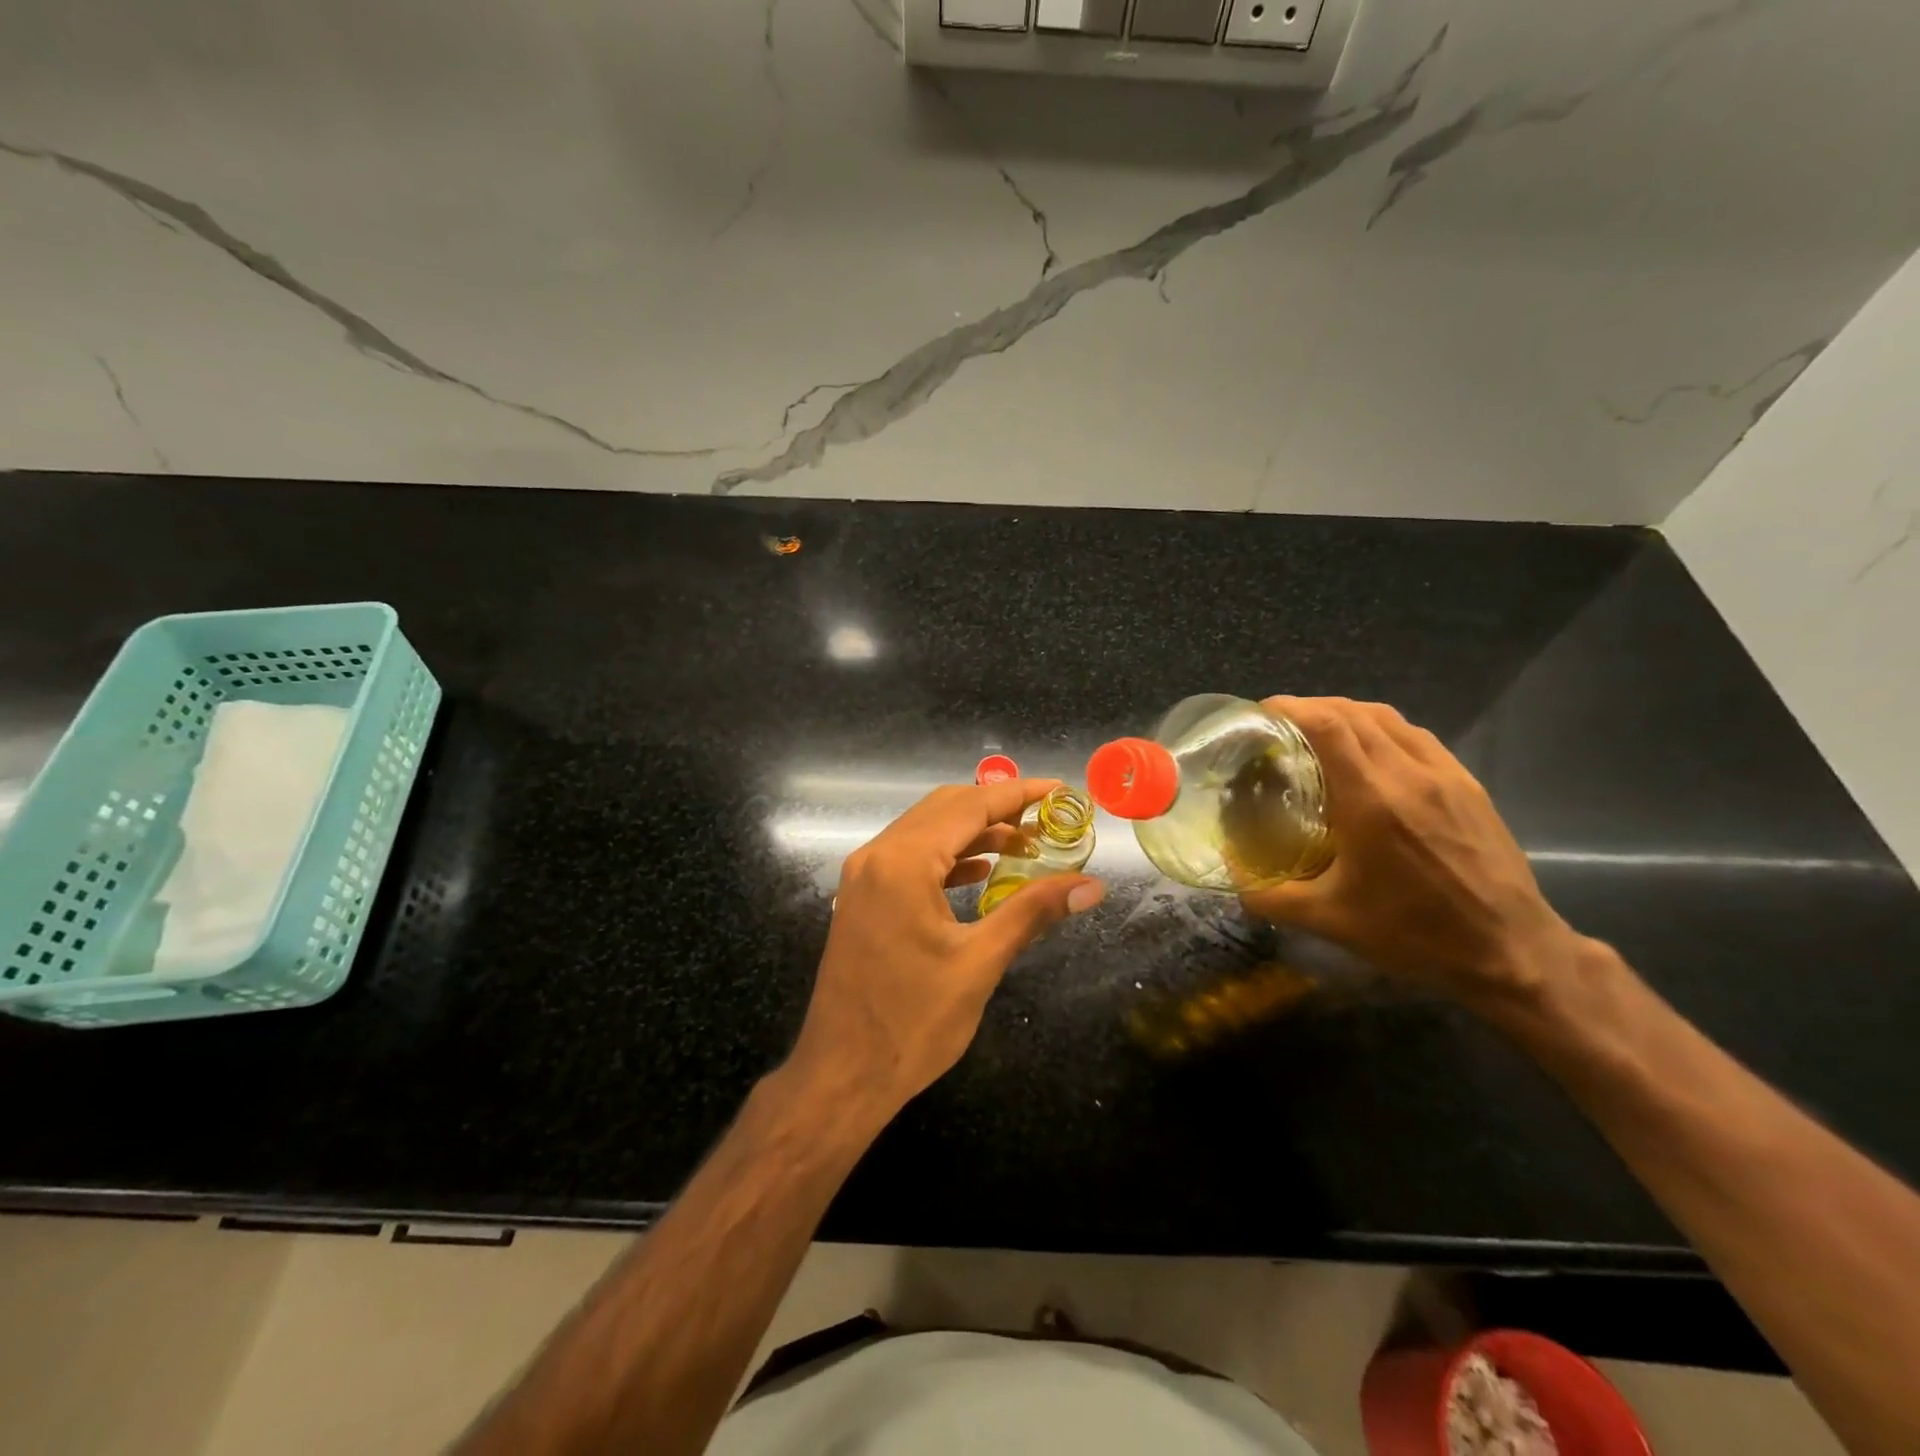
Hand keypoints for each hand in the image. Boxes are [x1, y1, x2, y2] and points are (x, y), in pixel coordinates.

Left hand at [789, 779, 1103, 1113]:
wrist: (841, 1075)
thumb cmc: (912, 1023)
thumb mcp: (980, 963)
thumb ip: (1033, 912)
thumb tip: (1090, 886)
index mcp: (903, 862)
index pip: (969, 807)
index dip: (1018, 795)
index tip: (1059, 790)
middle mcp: (877, 856)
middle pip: (944, 809)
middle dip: (997, 808)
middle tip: (1047, 819)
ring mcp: (863, 877)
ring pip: (926, 831)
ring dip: (973, 832)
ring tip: (1024, 844)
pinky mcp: (862, 898)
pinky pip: (910, 858)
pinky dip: (948, 857)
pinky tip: (981, 872)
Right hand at [1242, 696, 1577, 1008]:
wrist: (1512, 952)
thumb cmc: (1415, 934)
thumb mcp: (1330, 922)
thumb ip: (1271, 896)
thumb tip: (1232, 877)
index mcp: (1372, 800)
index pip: (1328, 725)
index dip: (1291, 707)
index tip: (1261, 712)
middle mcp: (1409, 774)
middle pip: (1354, 713)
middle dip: (1312, 708)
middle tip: (1280, 726)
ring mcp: (1446, 775)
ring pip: (1388, 719)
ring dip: (1347, 714)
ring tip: (1320, 734)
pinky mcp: (1468, 785)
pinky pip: (1417, 737)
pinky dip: (1382, 730)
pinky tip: (1371, 755)